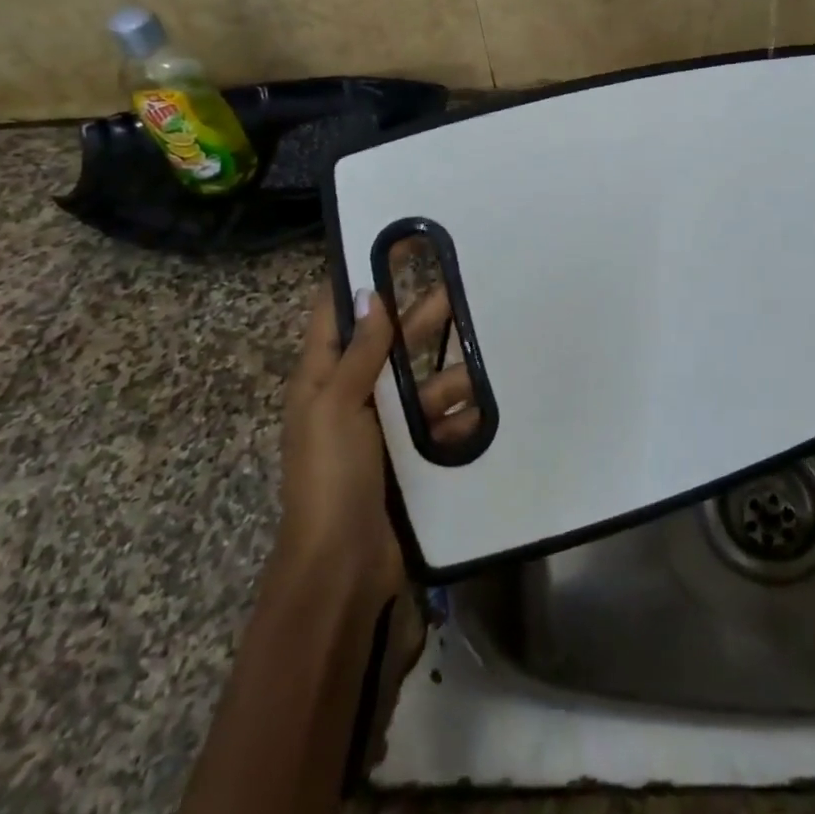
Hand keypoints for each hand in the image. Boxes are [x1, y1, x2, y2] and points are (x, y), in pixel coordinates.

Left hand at [277, 278, 480, 768]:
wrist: (343, 569)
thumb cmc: (330, 477)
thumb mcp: (337, 406)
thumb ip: (360, 351)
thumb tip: (370, 291)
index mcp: (323, 378)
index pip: (338, 313)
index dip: (362, 278)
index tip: (398, 245)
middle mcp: (355, 394)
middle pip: (393, 343)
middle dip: (426, 318)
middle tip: (468, 288)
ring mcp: (387, 426)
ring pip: (426, 382)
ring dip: (454, 373)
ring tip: (491, 359)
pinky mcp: (414, 454)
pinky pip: (442, 422)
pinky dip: (461, 416)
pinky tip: (487, 408)